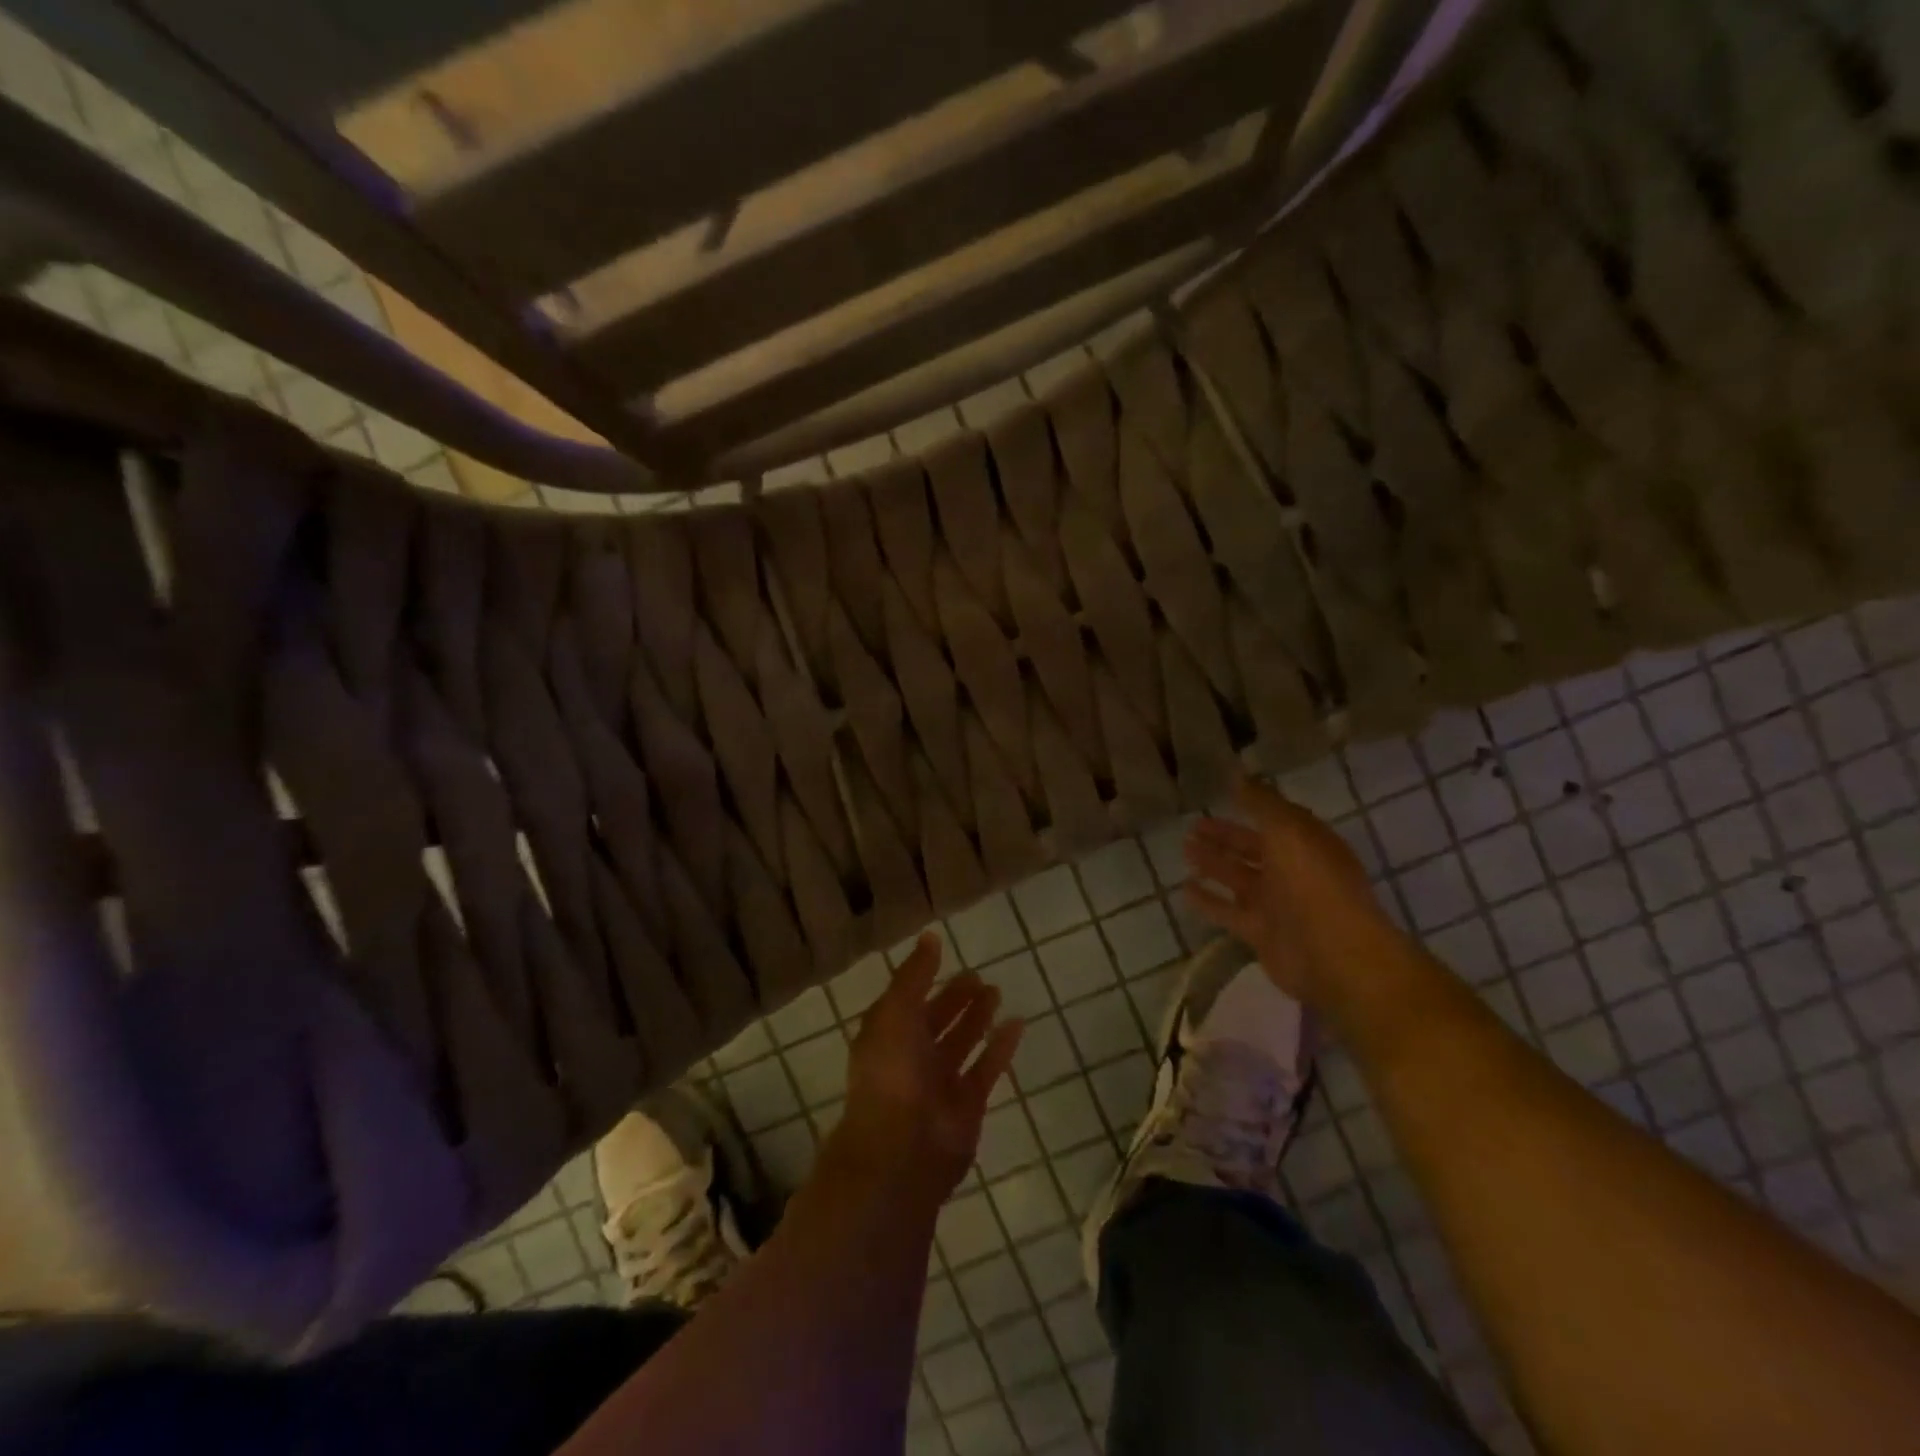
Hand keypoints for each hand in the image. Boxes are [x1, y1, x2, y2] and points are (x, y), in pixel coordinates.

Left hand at [825, 933, 1023, 1206]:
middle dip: (954, 999)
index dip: (923, 979)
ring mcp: (940, 1083)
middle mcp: (912, 1058)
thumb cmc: (891, 1073)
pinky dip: (1001, 1046)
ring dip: (977, 1017)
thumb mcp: (895, 1012)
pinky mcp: (968, 1104)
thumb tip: (930, 937)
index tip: (944, 953)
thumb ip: (913, 975)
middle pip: (936, 1021)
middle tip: (977, 976)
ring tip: (996, 991)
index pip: (906, 1000)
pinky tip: (1017, 1023)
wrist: (902, 1149)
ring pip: (962, 1042)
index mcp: (887, 1036)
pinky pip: (987, 1067)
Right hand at [1183, 778, 1412, 1020]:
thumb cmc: (1313, 882)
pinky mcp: (1260, 933)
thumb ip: (1262, 803)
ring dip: (1213, 864)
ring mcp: (1277, 905)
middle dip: (1225, 837)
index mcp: (1307, 844)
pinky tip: (1185, 889)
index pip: (1276, 820)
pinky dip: (1208, 900)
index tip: (1222, 796)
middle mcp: (1293, 872)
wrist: (1333, 953)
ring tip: (1185, 849)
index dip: (1251, 807)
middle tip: (1192, 826)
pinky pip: (1228, 911)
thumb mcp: (1288, 830)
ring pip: (1238, 878)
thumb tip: (1239, 776)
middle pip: (1253, 849)